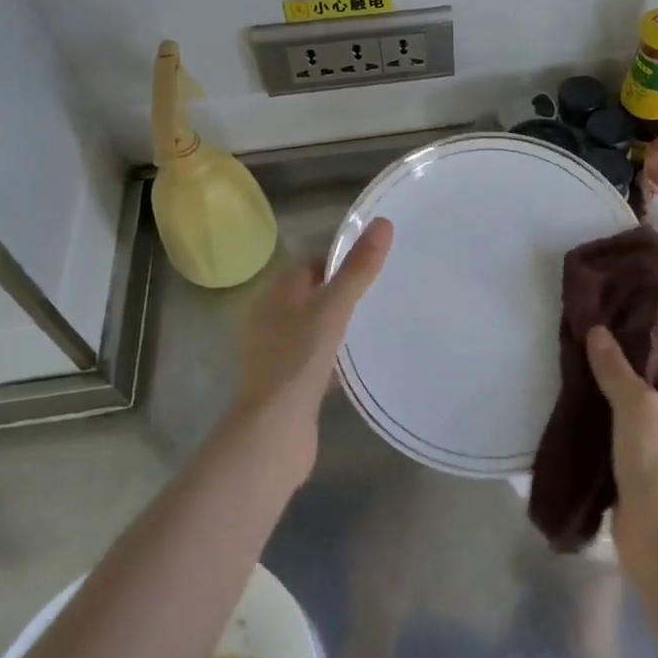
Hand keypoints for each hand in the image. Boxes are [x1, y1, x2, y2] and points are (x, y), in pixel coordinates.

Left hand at [232, 218, 391, 467]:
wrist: (274, 433)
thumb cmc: (298, 361)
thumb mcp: (332, 309)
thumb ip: (357, 270)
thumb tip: (382, 223)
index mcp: (275, 296)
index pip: (311, 264)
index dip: (341, 259)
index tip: (376, 262)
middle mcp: (272, 321)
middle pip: (315, 295)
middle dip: (346, 292)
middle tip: (385, 289)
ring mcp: (280, 354)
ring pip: (318, 328)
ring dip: (343, 325)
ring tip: (381, 321)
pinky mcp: (291, 383)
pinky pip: (320, 358)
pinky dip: (339, 356)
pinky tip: (363, 361)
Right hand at [585, 325, 657, 554]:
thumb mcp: (637, 406)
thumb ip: (616, 367)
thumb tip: (598, 331)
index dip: (637, 327)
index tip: (602, 312)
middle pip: (646, 373)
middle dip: (614, 358)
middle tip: (577, 337)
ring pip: (630, 403)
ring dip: (604, 389)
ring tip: (568, 366)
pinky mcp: (641, 465)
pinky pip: (619, 430)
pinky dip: (600, 419)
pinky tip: (572, 407)